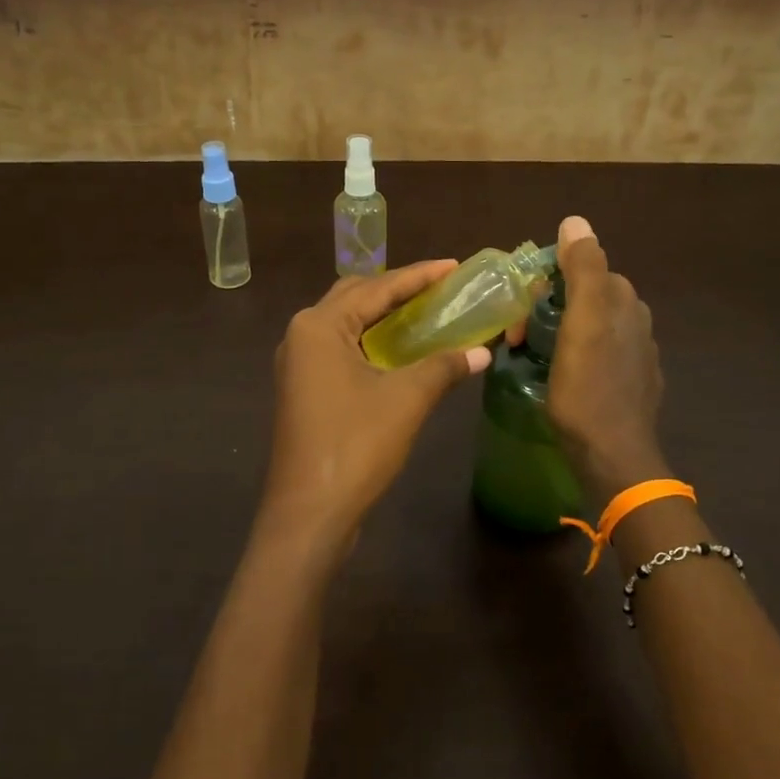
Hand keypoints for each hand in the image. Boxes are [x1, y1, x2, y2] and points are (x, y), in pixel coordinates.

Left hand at [256, 261, 489, 563]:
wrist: (309, 512)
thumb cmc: (355, 446)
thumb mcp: (406, 400)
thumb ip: (443, 367)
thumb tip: (482, 351)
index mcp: (320, 325)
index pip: (376, 287)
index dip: (418, 276)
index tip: (453, 266)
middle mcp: (302, 334)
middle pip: (355, 297)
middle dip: (396, 289)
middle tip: (439, 287)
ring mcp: (298, 364)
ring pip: (345, 323)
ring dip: (381, 315)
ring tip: (423, 310)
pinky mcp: (303, 389)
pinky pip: (340, 349)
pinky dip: (369, 341)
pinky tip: (397, 350)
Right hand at [548, 216, 670, 499]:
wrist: (613, 457)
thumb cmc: (589, 388)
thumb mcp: (582, 323)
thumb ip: (583, 269)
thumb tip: (575, 220)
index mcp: (624, 302)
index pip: (584, 269)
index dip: (548, 282)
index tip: (522, 310)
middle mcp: (637, 322)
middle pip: (586, 298)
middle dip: (550, 307)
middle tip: (520, 336)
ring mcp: (637, 356)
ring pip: (590, 327)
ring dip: (559, 332)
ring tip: (533, 355)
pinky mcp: (631, 385)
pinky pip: (596, 355)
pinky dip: (574, 355)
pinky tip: (561, 375)